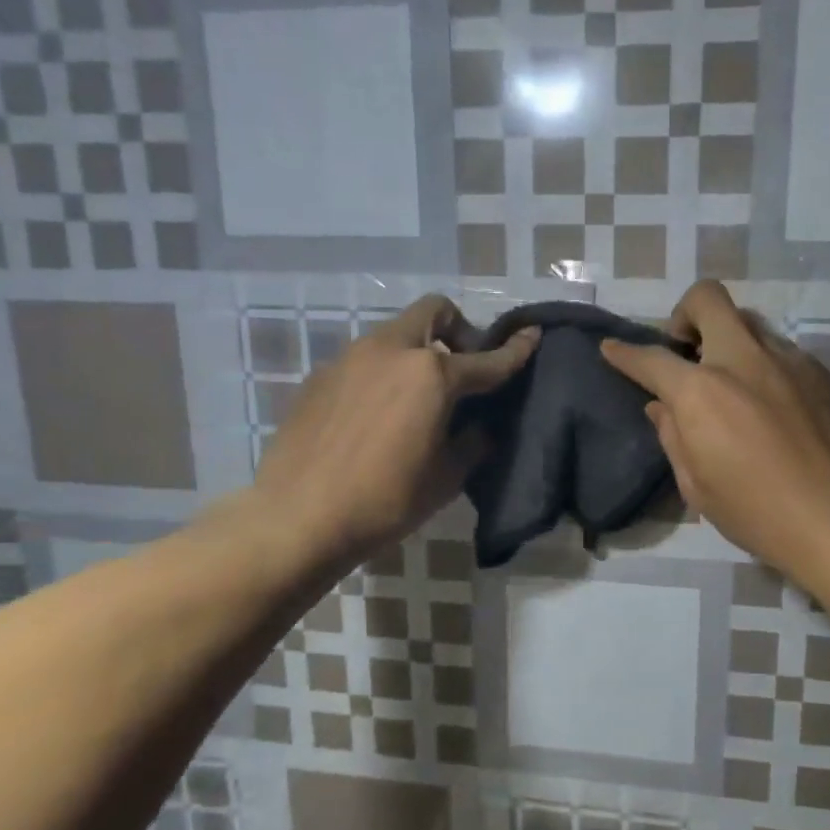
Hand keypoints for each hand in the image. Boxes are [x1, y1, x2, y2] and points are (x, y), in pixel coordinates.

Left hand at [251, 295, 537, 568]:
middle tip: (462, 368)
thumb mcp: (446, 477)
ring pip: (395, 333)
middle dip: (458, 329)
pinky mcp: (320, 376)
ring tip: (418, 397)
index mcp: (432, 374)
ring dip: (418, 350)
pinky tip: (377, 415)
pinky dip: (384, 372)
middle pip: (434, 312)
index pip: (487, 358)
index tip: (532, 335)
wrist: (297, 517)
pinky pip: (365, 360)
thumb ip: (472, 442)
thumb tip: (479, 427)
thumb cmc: (385, 501)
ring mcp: (350, 358)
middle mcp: (391, 351)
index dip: (516, 349)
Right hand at [600, 281, 829, 579]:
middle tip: (684, 351)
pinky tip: (769, 406)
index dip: (624, 352)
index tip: (612, 348)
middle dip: (684, 314)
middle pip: (707, 299)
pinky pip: (780, 352)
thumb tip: (663, 407)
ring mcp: (788, 360)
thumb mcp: (698, 487)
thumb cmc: (760, 514)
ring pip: (748, 324)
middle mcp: (743, 360)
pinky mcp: (821, 373)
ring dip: (728, 343)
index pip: (651, 358)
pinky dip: (761, 365)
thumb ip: (674, 437)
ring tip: (731, 386)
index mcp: (702, 392)